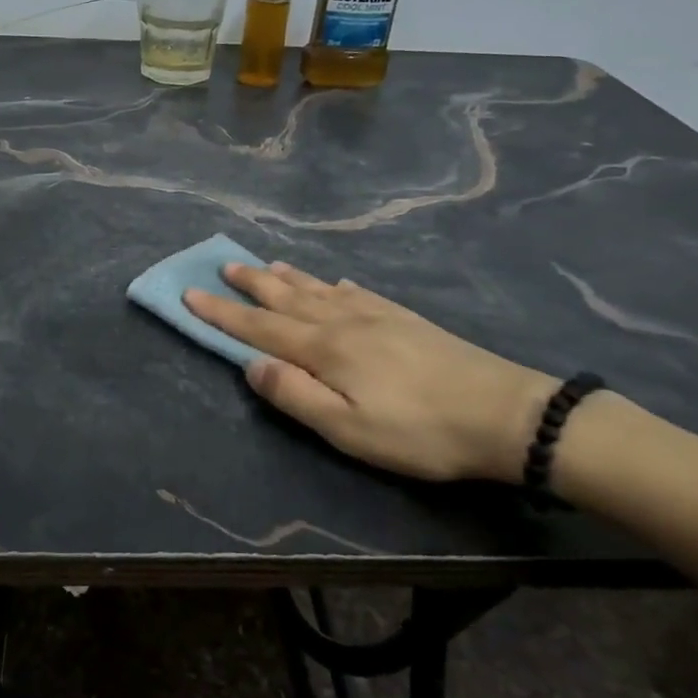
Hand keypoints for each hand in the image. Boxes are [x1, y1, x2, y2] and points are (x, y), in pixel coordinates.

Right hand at [184, 262, 555, 482]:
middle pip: (287, 298)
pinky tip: (336, 282)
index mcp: (324, 349)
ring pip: (319, 289)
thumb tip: (250, 364)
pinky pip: (357, 292)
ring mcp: (377, 315)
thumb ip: (295, 395)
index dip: (222, 313)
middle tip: (223, 265)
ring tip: (266, 265)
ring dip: (288, 278)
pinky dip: (335, 285)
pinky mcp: (405, 319)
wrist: (506, 413)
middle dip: (251, 285)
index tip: (190, 294)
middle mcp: (343, 321)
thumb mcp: (348, 429)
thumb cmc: (419, 432)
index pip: (259, 327)